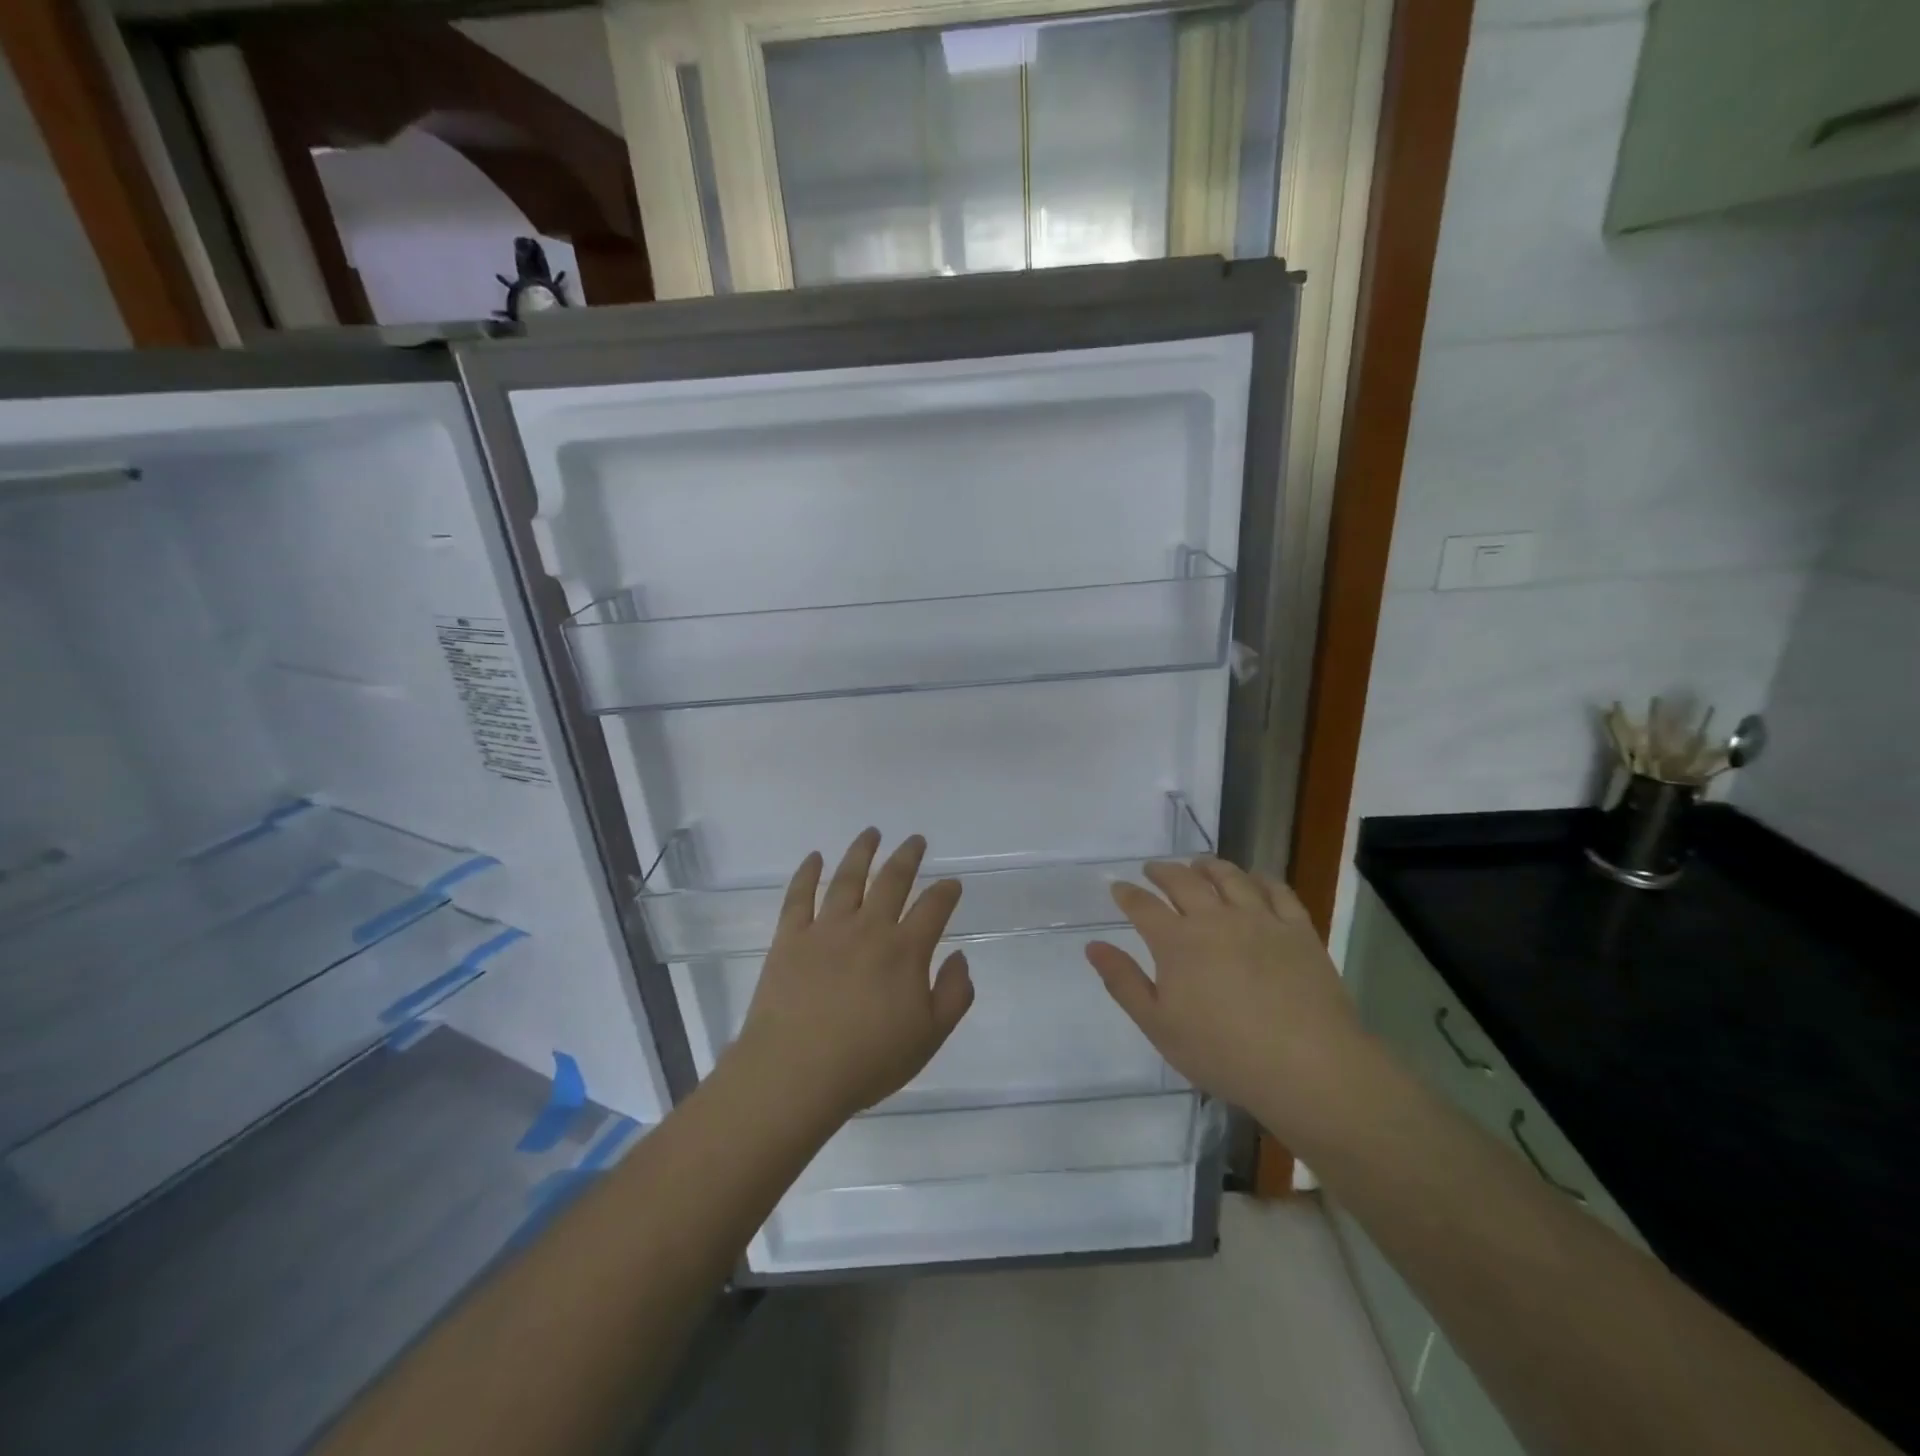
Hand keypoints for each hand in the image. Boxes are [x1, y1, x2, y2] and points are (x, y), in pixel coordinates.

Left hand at [730, 829, 974, 1125]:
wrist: (795, 1073)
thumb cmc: (868, 1061)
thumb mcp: (928, 1038)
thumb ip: (953, 994)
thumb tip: (959, 956)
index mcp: (905, 950)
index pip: (933, 907)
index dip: (946, 892)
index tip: (952, 883)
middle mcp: (868, 928)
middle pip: (892, 880)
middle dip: (907, 857)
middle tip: (916, 840)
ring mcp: (826, 929)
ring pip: (848, 878)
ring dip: (862, 852)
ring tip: (872, 833)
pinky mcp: (790, 938)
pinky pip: (799, 896)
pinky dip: (807, 873)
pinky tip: (814, 857)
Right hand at [1085, 857, 1367, 1139]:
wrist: (1307, 1067)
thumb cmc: (1223, 1053)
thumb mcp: (1159, 1026)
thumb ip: (1124, 982)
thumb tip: (1093, 945)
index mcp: (1177, 942)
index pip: (1143, 906)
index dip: (1127, 894)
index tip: (1118, 887)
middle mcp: (1215, 918)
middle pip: (1184, 881)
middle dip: (1163, 871)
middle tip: (1153, 869)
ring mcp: (1260, 920)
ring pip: (1230, 877)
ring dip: (1209, 866)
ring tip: (1199, 864)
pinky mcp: (1298, 929)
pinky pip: (1277, 890)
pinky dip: (1260, 878)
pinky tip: (1255, 879)